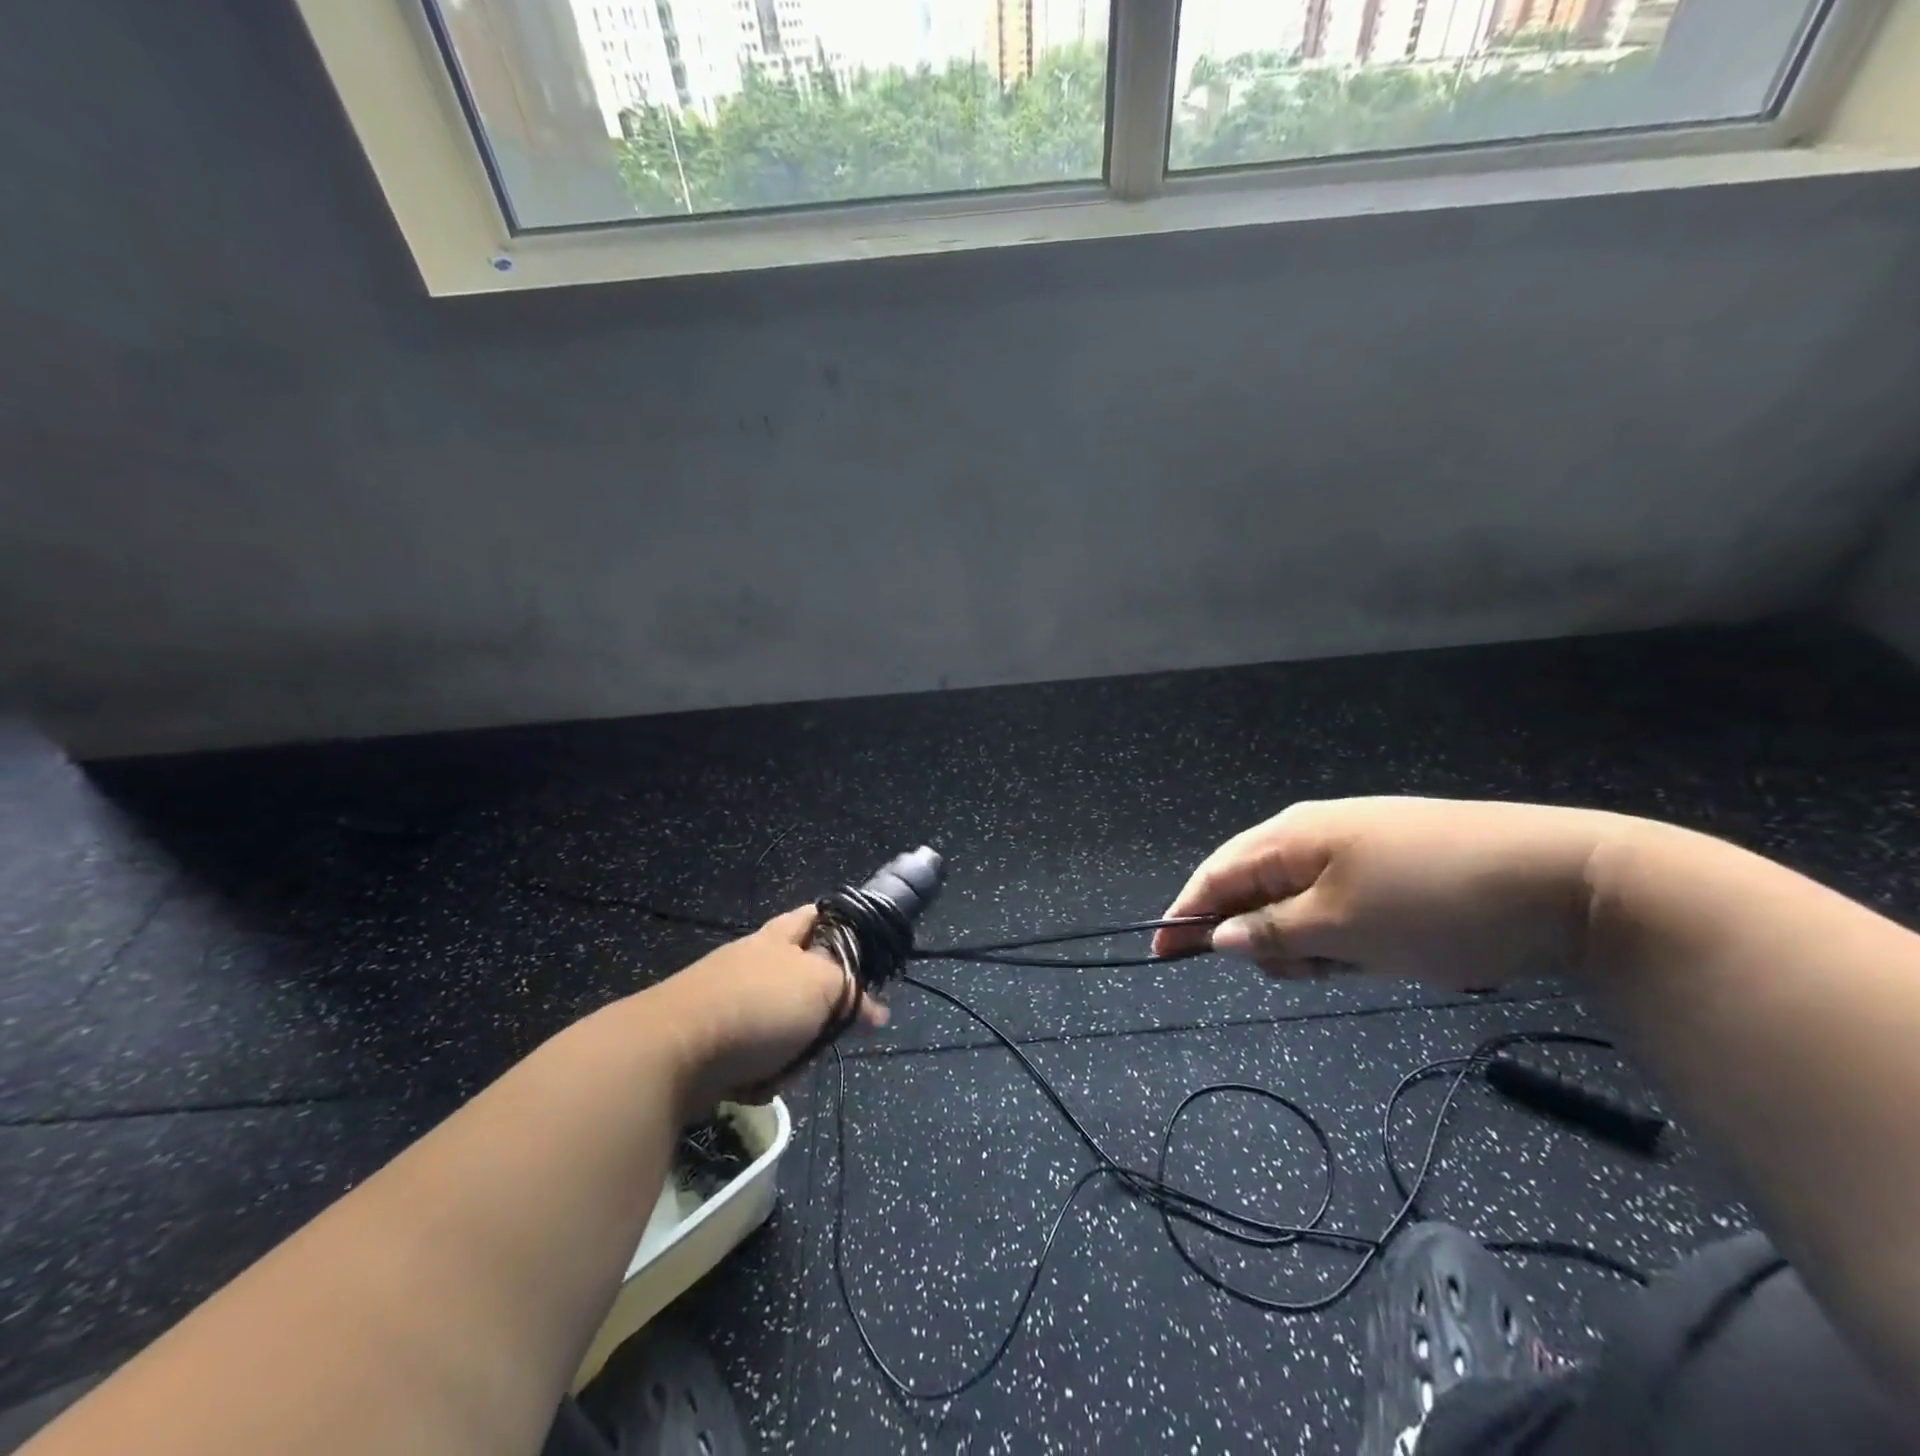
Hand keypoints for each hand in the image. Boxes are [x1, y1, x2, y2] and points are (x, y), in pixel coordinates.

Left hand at [646, 906, 887, 1110]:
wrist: (674, 1052)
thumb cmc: (757, 1005)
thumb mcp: (822, 986)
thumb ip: (852, 991)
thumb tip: (877, 1010)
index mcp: (778, 939)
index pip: (815, 917)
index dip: (840, 929)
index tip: (862, 955)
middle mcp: (752, 964)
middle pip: (803, 983)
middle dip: (820, 1012)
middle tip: (830, 1026)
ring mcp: (729, 1004)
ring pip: (782, 1027)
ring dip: (792, 1050)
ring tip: (791, 1064)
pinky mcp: (711, 1044)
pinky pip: (754, 1059)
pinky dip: (761, 1073)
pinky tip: (758, 1082)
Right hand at [1152, 797, 1616, 990]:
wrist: (1567, 880)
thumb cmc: (1433, 901)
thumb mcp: (1342, 927)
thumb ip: (1270, 932)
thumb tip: (1215, 936)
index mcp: (1292, 836)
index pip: (1217, 874)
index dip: (1185, 914)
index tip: (1160, 953)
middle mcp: (1316, 834)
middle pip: (1257, 890)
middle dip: (1263, 937)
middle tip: (1307, 972)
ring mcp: (1360, 848)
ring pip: (1303, 904)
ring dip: (1312, 942)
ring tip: (1359, 962)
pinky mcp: (1396, 867)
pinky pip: (1343, 906)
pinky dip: (1346, 936)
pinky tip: (1382, 952)